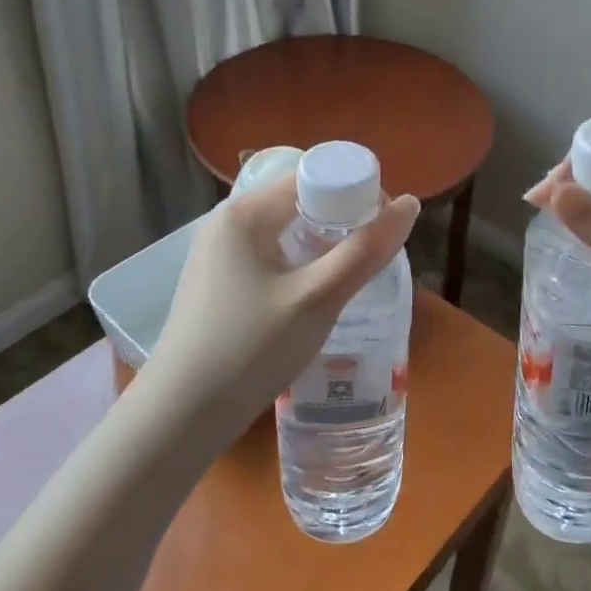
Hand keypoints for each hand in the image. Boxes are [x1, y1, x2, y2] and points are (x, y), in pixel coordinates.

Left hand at [143, 173, 420, 451]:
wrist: (181, 415)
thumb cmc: (250, 350)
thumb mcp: (317, 300)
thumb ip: (365, 251)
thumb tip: (409, 204)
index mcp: (245, 213)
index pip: (311, 175)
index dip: (355, 190)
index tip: (385, 224)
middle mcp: (227, 221)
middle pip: (298, 199)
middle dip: (341, 217)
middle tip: (373, 251)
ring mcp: (218, 252)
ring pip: (285, 229)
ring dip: (322, 241)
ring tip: (352, 271)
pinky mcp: (218, 280)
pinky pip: (269, 253)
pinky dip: (299, 261)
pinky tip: (317, 290)